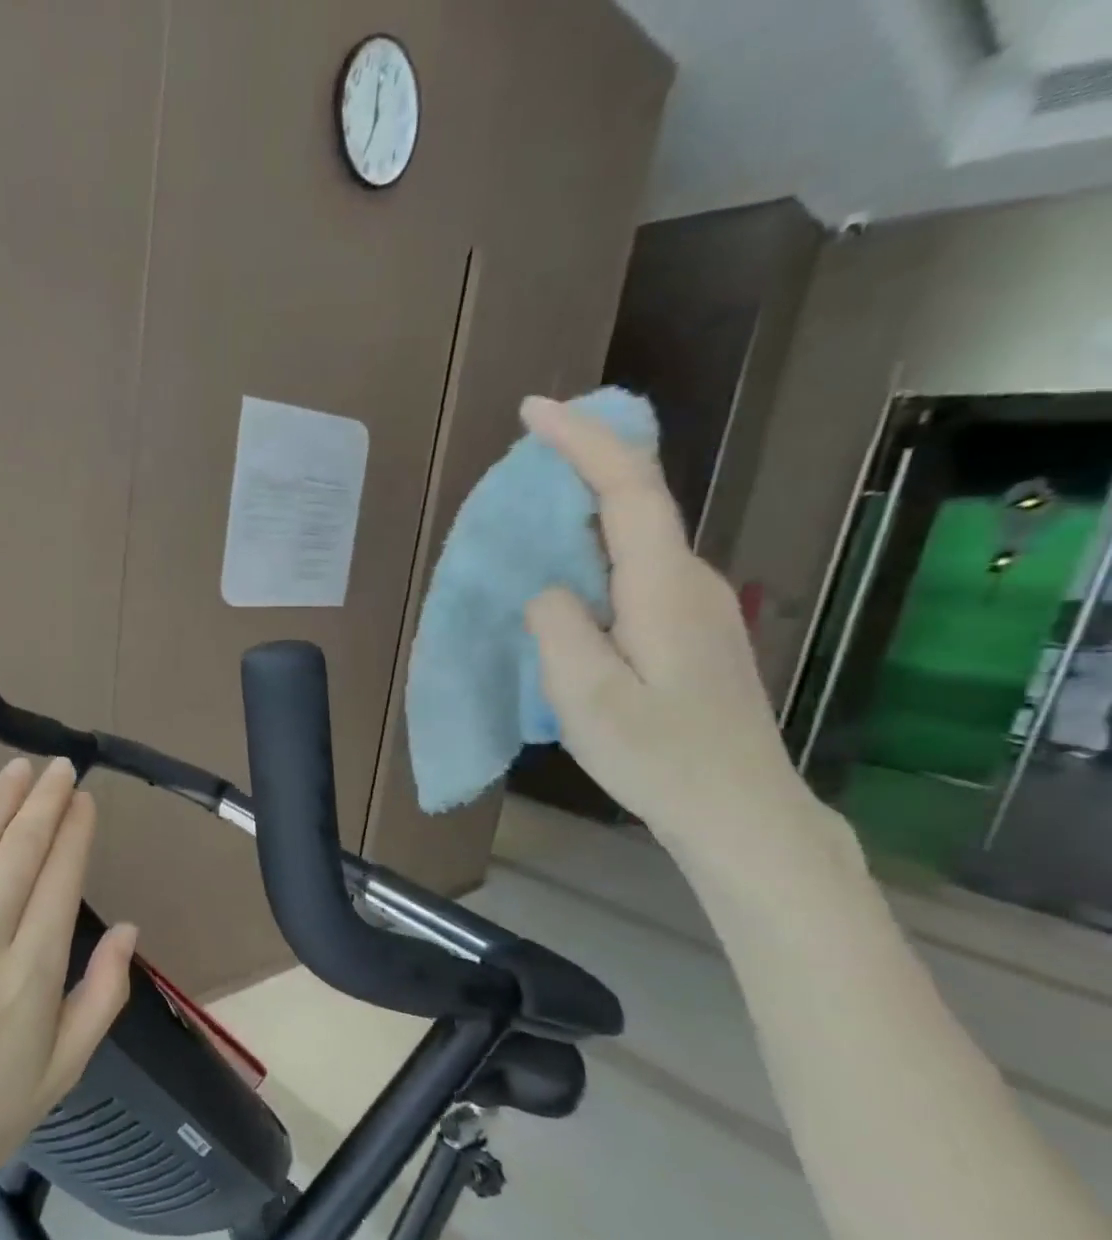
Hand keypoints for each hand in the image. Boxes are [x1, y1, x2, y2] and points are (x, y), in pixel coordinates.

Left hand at [0, 757, 132, 1221]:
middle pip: (21, 854)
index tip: (84, 800)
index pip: (61, 881)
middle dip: (46, 803)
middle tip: (61, 769)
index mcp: (31, 978)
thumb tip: (129, 928)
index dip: (75, 833)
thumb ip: (103, 998)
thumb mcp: (62, 1073)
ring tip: (21, 768)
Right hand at [520, 396, 828, 860]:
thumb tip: (547, 589)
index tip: (534, 409)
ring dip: (583, 517)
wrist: (738, 810)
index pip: (626, 487)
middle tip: (520, 465)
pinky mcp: (690, 632)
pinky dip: (595, 557)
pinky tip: (565, 583)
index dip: (582, 440)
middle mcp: (688, 580)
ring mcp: (696, 606)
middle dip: (579, 467)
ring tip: (528, 523)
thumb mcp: (585, 693)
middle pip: (636, 501)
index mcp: (661, 585)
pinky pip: (636, 573)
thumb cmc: (657, 754)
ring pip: (635, 540)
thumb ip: (557, 625)